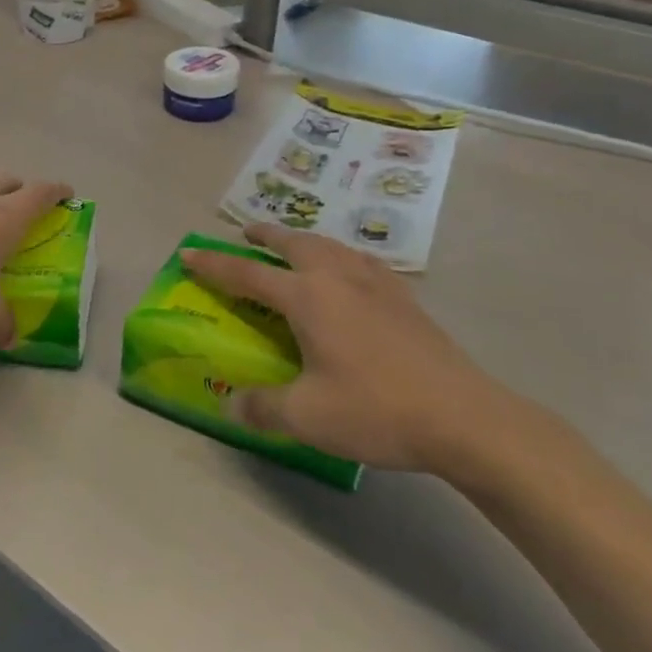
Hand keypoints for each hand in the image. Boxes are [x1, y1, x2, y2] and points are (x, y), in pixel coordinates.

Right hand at [179, 224, 542, 477]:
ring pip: (331, 245)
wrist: (463, 416)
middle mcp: (339, 278)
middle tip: (247, 234)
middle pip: (294, 242)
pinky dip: (339, 257)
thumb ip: (262, 407)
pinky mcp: (405, 297)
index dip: (214, 264)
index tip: (188, 252)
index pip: (248, 274)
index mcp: (308, 297)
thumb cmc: (376, 409)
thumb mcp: (307, 417)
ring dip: (303, 240)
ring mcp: (377, 283)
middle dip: (265, 235)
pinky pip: (360, 261)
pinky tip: (348, 276)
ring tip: (294, 247)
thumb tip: (231, 406)